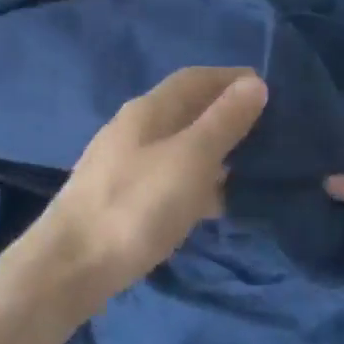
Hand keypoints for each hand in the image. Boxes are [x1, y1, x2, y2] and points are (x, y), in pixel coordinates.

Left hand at [12, 66, 268, 321]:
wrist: (72, 265)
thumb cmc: (136, 206)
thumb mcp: (190, 159)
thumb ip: (223, 121)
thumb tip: (253, 82)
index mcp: (147, 110)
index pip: (194, 78)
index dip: (231, 78)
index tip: (271, 89)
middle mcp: (132, 129)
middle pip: (185, 110)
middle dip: (225, 114)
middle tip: (271, 131)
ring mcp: (123, 164)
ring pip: (177, 145)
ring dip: (213, 150)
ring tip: (253, 166)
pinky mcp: (121, 198)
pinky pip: (167, 177)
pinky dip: (195, 181)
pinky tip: (215, 204)